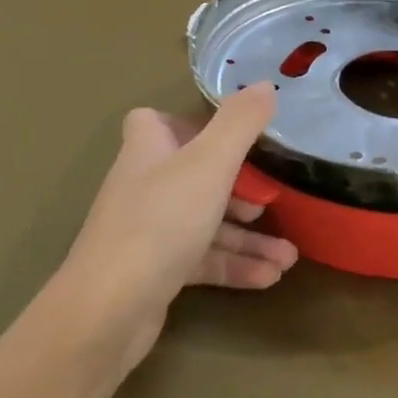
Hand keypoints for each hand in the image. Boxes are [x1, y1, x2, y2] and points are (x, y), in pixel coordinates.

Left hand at [56, 83, 297, 369]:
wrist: (108, 312)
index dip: (189, 123)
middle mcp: (146, 186)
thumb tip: (264, 85)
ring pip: (205, 223)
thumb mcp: (209, 163)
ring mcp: (149, 232)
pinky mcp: (156, 272)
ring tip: (289, 256)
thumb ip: (240, 123)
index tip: (228, 134)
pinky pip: (202, 260)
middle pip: (194, 174)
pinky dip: (235, 265)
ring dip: (248, 237)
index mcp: (149, 150)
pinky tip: (270, 277)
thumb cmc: (160, 222)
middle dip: (239, 188)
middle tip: (271, 200)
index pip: (155, 121)